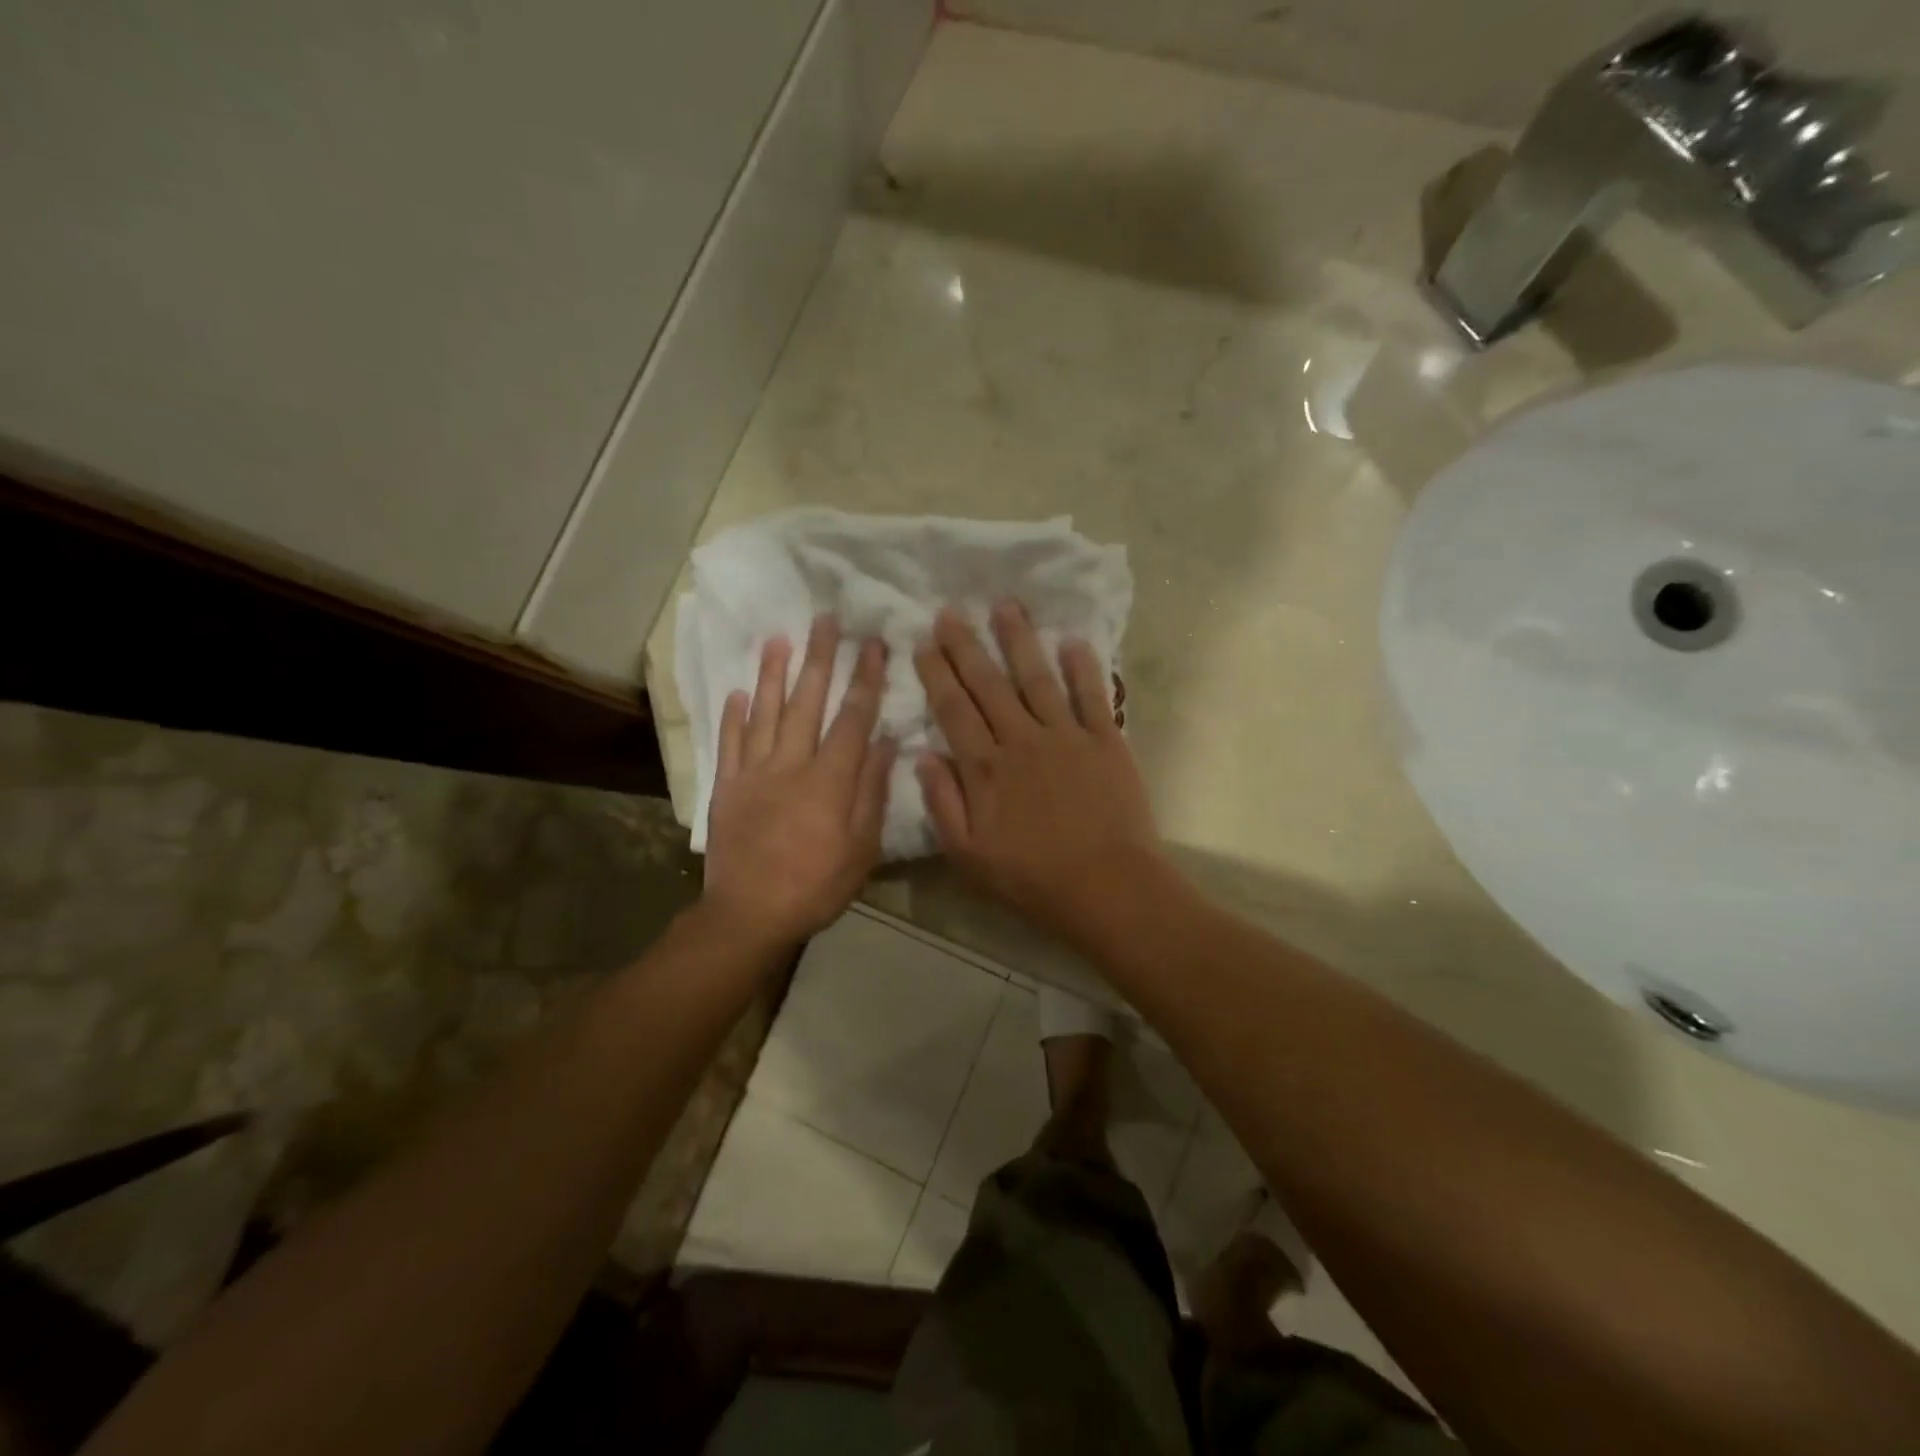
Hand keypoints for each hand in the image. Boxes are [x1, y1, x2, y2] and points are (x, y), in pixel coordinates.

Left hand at [703, 616, 895, 951]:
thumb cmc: (817, 885)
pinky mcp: (726, 787)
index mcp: (830, 780)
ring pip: (764, 713)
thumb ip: (872, 792)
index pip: (852, 718)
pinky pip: (729, 743)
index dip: (864, 679)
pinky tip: (737, 691)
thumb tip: (884, 743)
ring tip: (778, 638)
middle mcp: (791, 764)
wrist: (750, 914)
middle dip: (819, 658)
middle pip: (807, 702)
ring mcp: (754, 773)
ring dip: (772, 673)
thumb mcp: (862, 848)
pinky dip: (733, 716)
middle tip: (824, 620)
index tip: (872, 644)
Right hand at [913, 601, 1165, 942]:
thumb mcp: (968, 855)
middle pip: (988, 684)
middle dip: (967, 645)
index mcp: (985, 768)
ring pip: (1037, 678)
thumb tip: (922, 755)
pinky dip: (1082, 667)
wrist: (1106, 886)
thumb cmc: (1032, 878)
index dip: (936, 673)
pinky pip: (1091, 695)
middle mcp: (1021, 740)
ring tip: (1005, 606)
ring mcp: (1066, 736)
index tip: (924, 642)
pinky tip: (1072, 640)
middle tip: (951, 611)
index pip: (953, 709)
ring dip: (1019, 640)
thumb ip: (942, 803)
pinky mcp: (1105, 741)